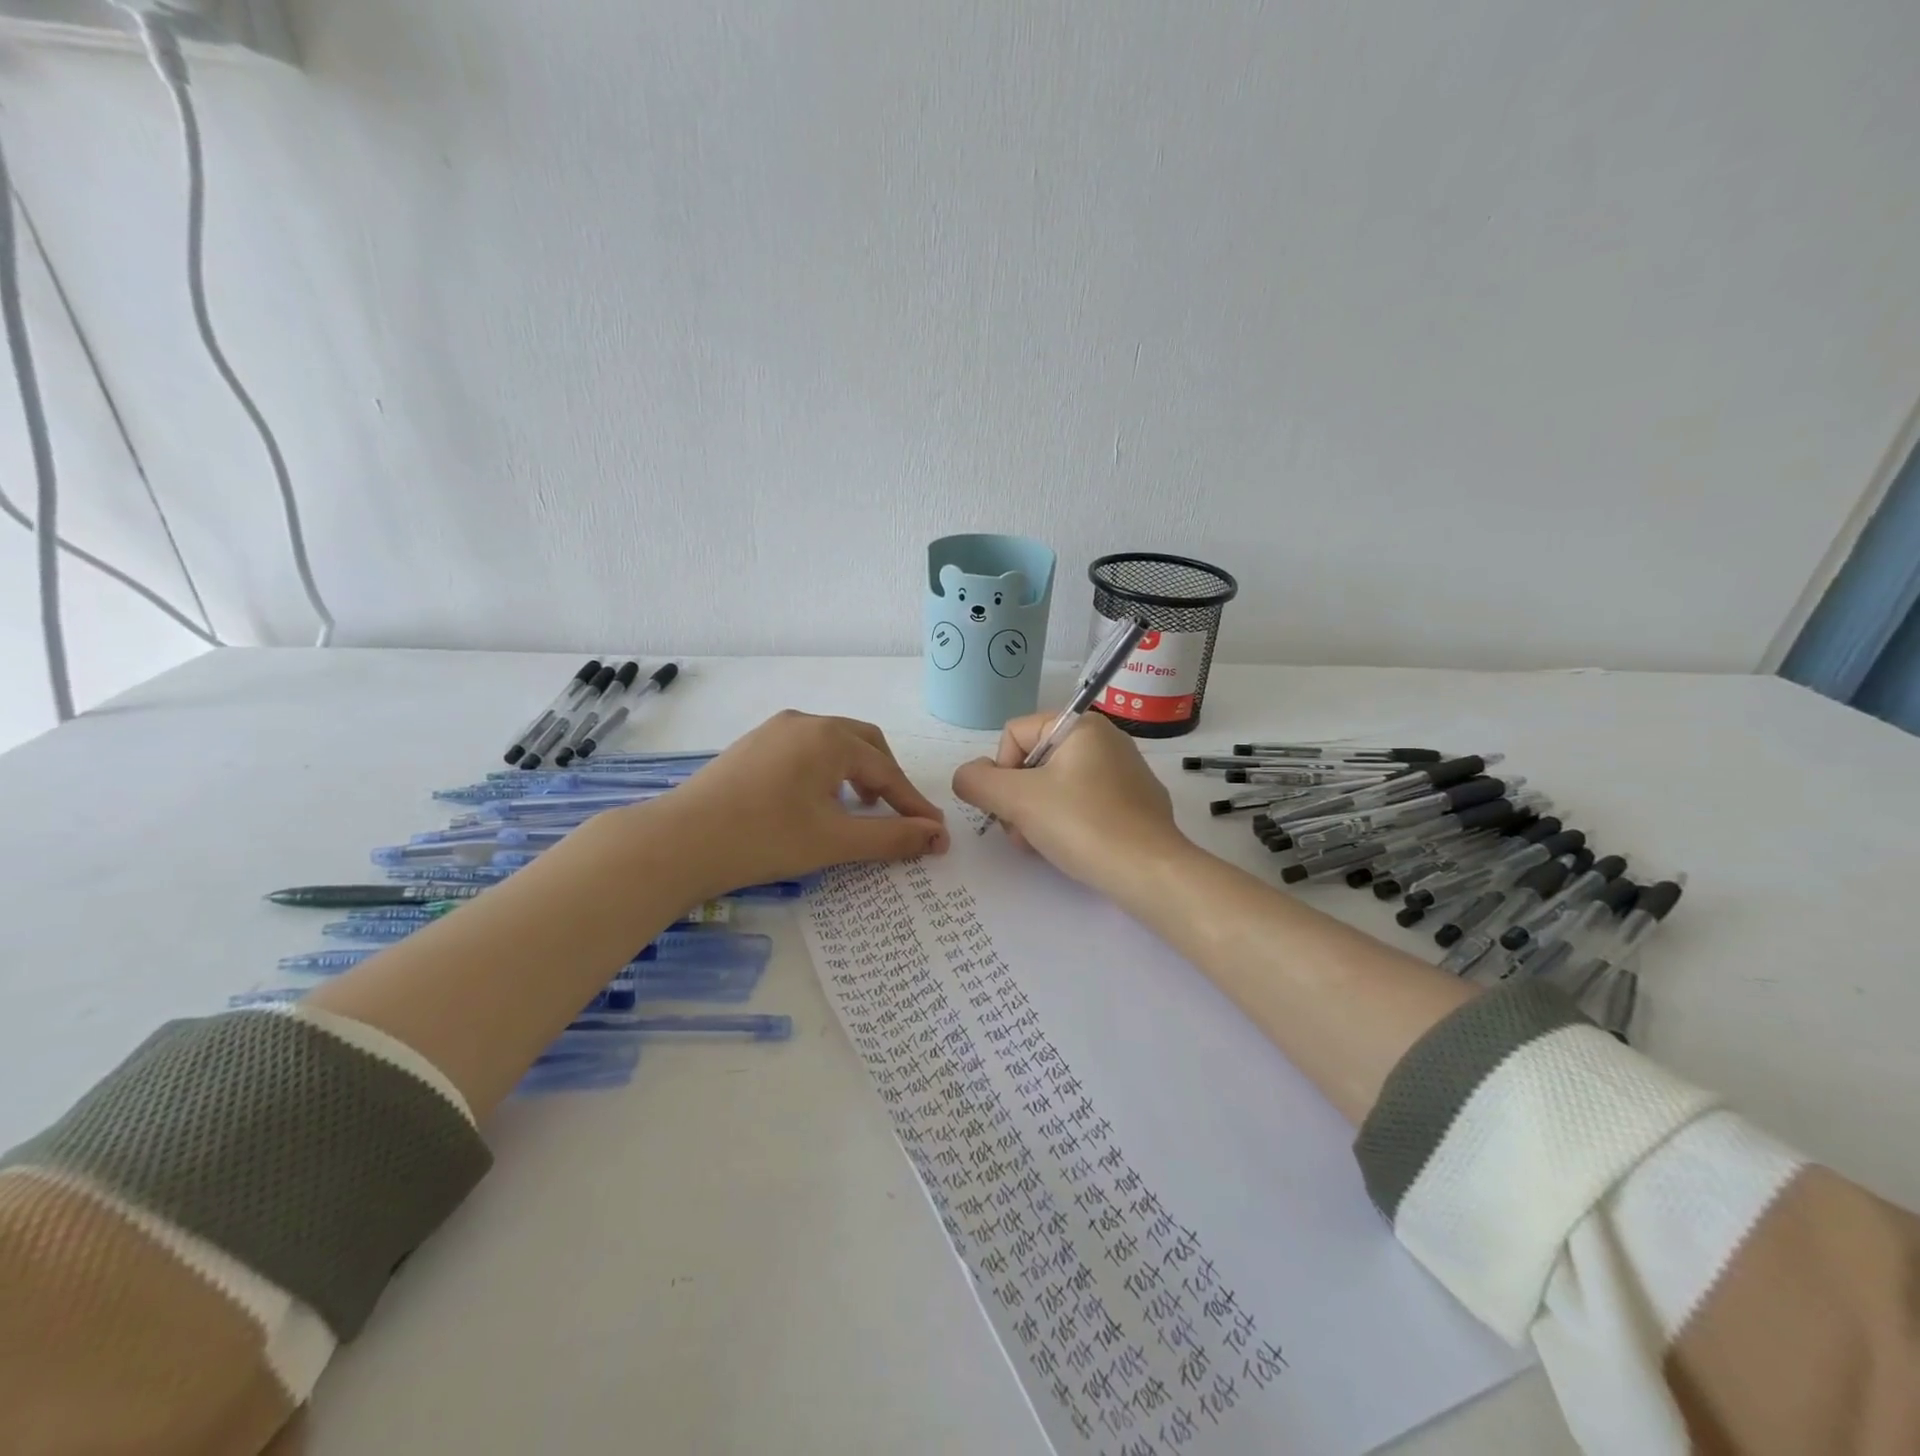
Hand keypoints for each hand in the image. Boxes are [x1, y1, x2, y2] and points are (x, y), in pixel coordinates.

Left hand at [645, 710, 948, 899]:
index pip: (887, 772)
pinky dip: (826, 771)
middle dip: (887, 778)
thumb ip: (892, 837)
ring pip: (833, 745)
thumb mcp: (835, 841)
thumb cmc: (764, 839)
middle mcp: (805, 722)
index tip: (935, 832)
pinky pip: (805, 750)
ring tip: (857, 808)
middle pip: (864, 744)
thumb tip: (937, 837)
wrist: (678, 843)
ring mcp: (774, 730)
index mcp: (830, 738)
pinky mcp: (752, 746)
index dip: (913, 804)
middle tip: (896, 813)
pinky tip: (815, 801)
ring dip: (856, 772)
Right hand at [951, 712, 1190, 899]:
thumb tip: (966, 776)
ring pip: (1056, 786)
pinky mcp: (1136, 804)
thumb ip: (978, 782)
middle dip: (1017, 799)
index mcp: (1081, 725)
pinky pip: (1084, 804)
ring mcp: (1125, 773)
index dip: (1000, 771)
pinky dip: (1067, 823)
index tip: (1010, 806)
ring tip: (1041, 845)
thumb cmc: (1083, 824)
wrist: (1150, 872)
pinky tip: (1071, 849)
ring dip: (1036, 815)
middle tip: (1021, 833)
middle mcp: (1106, 740)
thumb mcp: (1018, 799)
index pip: (1014, 734)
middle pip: (1034, 762)